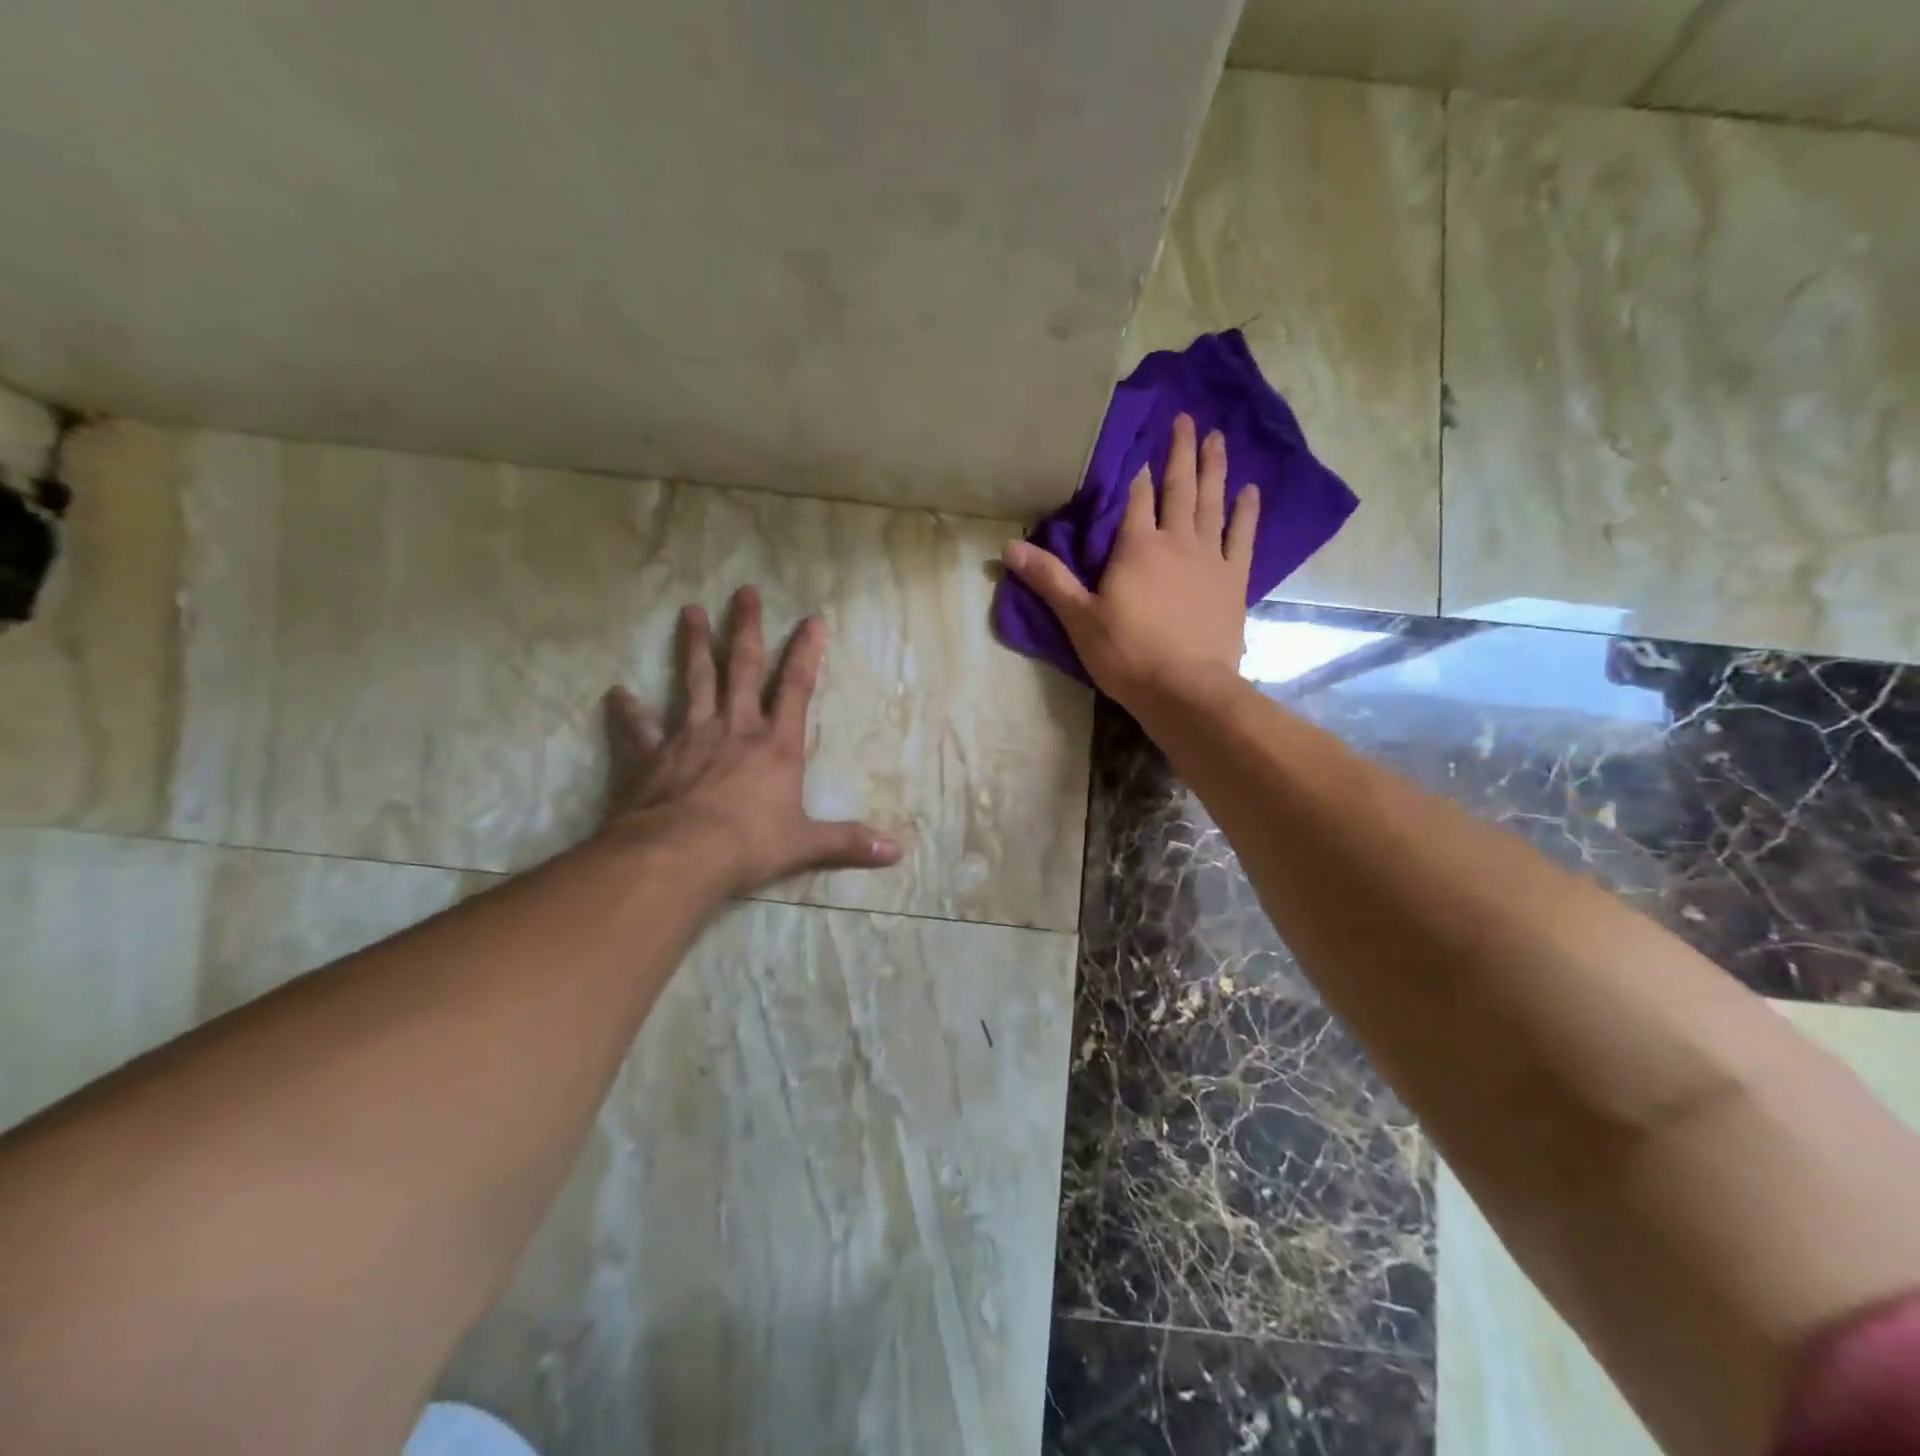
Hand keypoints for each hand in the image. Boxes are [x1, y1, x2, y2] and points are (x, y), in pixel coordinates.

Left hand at [598, 586, 902, 894]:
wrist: (679, 855)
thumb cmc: (749, 844)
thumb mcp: (805, 844)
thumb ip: (848, 842)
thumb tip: (897, 852)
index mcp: (775, 745)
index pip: (795, 687)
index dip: (805, 652)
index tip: (811, 619)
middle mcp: (735, 728)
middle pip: (742, 667)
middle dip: (746, 628)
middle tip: (744, 591)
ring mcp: (690, 736)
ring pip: (694, 680)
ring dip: (694, 645)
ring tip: (690, 611)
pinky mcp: (653, 755)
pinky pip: (639, 727)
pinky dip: (628, 711)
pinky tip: (617, 693)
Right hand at [1003, 413, 1256, 712]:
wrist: (1184, 689)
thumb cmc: (1126, 654)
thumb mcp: (1078, 618)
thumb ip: (1048, 579)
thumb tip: (1009, 547)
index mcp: (1136, 546)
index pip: (1135, 497)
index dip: (1136, 471)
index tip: (1139, 444)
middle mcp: (1176, 540)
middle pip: (1178, 487)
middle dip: (1180, 451)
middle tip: (1186, 417)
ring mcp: (1210, 558)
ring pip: (1212, 502)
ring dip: (1214, 468)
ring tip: (1218, 437)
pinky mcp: (1233, 580)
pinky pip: (1242, 536)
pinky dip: (1246, 512)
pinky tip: (1250, 490)